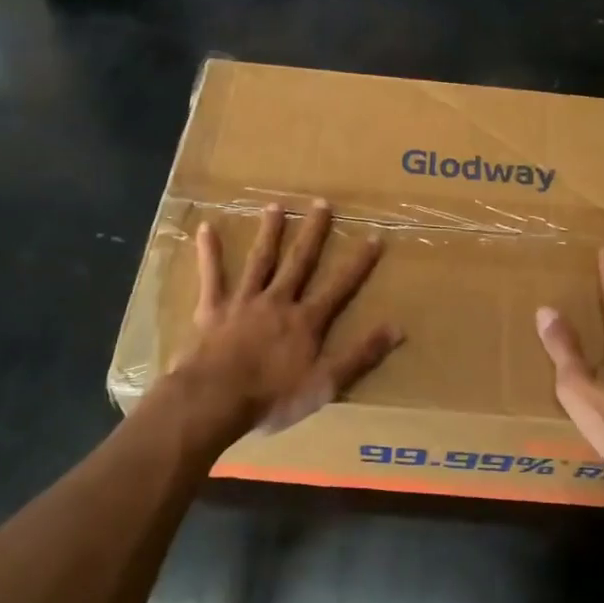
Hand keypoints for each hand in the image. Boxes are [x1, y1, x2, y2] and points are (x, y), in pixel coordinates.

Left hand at [170, 199, 401, 434]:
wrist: (215, 399)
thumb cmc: (273, 396)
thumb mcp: (326, 383)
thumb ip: (361, 355)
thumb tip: (398, 328)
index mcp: (306, 321)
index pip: (340, 286)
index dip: (359, 263)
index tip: (374, 236)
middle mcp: (278, 301)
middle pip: (299, 262)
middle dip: (313, 233)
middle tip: (321, 203)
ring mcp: (244, 302)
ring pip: (260, 261)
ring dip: (269, 233)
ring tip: (276, 205)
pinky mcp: (212, 310)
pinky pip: (212, 277)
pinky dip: (209, 253)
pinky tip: (205, 228)